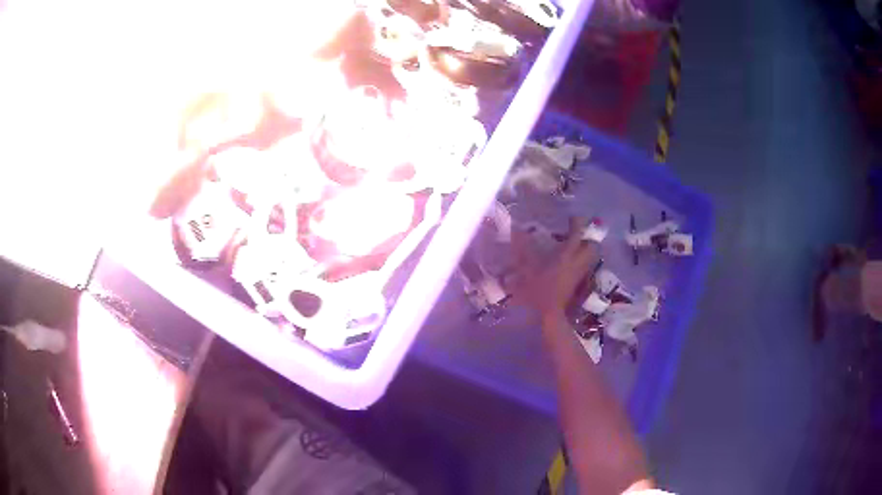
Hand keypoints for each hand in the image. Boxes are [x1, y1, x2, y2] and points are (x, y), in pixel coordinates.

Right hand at [511, 217, 600, 323]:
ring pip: (591, 254)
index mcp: (567, 254)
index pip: (578, 232)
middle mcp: (578, 261)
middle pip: (592, 244)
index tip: (570, 217)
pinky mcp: (580, 280)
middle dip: (587, 236)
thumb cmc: (539, 290)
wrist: (551, 313)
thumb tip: (516, 231)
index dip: (577, 222)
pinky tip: (570, 259)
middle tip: (575, 233)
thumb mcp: (528, 268)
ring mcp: (581, 271)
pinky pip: (586, 263)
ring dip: (586, 247)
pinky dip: (582, 258)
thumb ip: (523, 249)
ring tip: (573, 245)